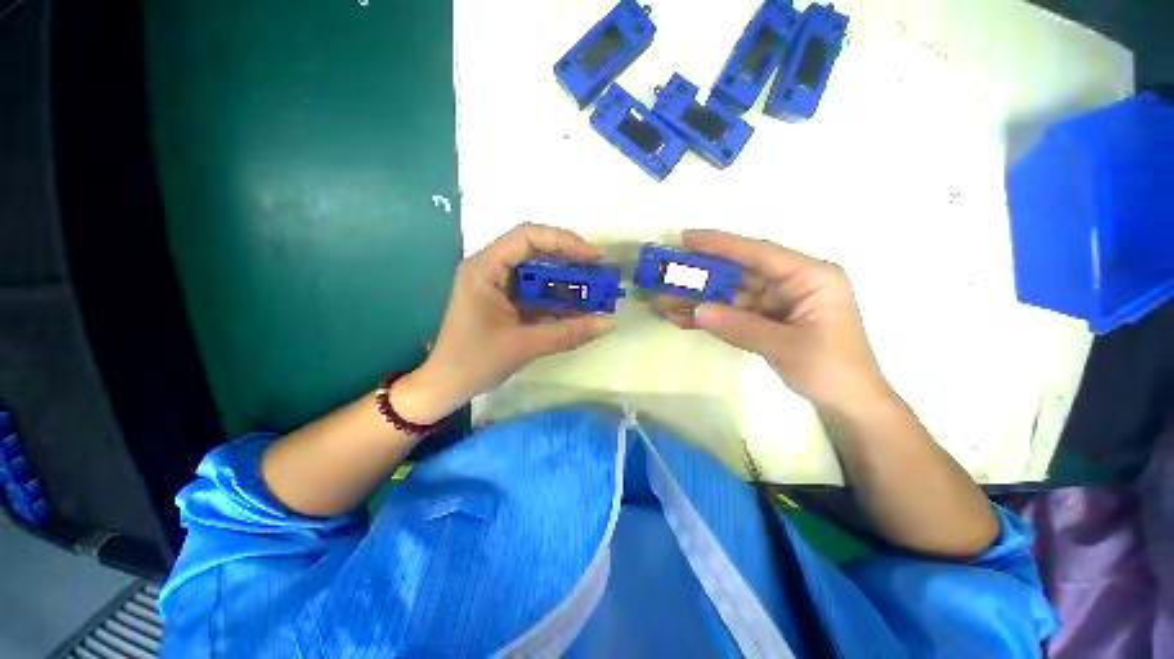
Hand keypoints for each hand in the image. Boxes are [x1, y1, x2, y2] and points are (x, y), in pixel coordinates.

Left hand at [395, 223, 615, 423]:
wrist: (446, 386)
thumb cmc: (475, 362)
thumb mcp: (525, 345)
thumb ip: (569, 333)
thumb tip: (610, 322)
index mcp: (485, 269)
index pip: (527, 237)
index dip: (564, 241)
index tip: (594, 258)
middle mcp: (489, 267)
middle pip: (534, 248)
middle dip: (569, 259)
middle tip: (598, 272)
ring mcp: (496, 283)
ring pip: (537, 269)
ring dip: (565, 278)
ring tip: (593, 289)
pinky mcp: (503, 299)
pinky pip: (534, 289)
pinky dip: (556, 296)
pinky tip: (576, 306)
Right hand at [655, 230, 888, 408]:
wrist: (848, 404)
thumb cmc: (831, 370)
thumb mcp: (786, 347)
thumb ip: (740, 326)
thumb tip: (698, 310)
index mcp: (810, 276)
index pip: (758, 253)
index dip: (720, 244)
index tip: (686, 238)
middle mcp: (792, 283)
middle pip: (738, 273)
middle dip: (701, 277)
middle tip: (667, 275)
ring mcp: (777, 302)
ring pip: (731, 295)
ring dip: (699, 300)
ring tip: (664, 302)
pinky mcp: (766, 320)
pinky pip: (733, 314)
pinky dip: (710, 318)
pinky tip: (682, 320)